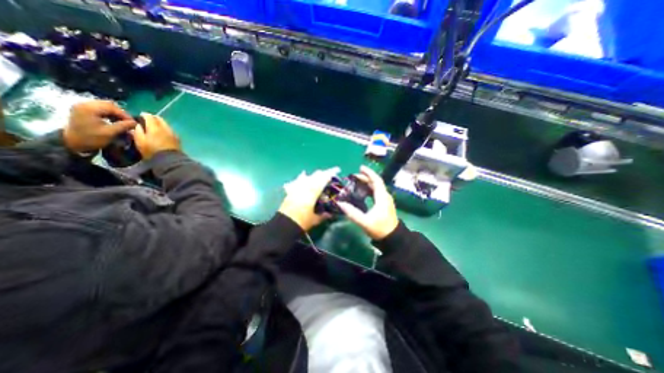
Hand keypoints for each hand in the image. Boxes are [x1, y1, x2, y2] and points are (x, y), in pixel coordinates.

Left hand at [64, 99, 136, 152]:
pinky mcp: (83, 109)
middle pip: (109, 104)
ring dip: (115, 113)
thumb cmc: (91, 138)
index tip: (133, 123)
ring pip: (105, 106)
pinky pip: (100, 108)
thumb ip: (123, 126)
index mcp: (89, 108)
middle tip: (128, 122)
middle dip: (121, 113)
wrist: (72, 142)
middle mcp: (84, 104)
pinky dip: (109, 113)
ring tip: (122, 122)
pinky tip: (113, 120)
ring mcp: (82, 106)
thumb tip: (135, 123)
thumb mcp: (109, 133)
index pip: (113, 107)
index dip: (125, 115)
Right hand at [131, 114, 179, 159]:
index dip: (144, 115)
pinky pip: (171, 130)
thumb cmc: (152, 151)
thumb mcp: (140, 141)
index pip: (150, 116)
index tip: (140, 116)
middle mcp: (165, 128)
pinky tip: (163, 133)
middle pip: (160, 119)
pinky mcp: (178, 139)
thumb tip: (138, 125)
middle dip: (153, 118)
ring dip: (160, 123)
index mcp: (155, 128)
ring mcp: (173, 133)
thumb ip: (138, 131)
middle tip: (148, 120)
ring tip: (155, 127)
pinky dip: (166, 129)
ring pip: (166, 124)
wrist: (170, 160)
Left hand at [279, 168, 338, 231]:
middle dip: (323, 174)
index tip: (336, 170)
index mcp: (312, 193)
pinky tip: (303, 175)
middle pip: (314, 176)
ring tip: (318, 174)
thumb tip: (330, 214)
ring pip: (306, 177)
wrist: (284, 226)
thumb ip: (324, 215)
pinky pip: (297, 181)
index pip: (323, 180)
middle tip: (329, 175)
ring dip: (313, 175)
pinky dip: (301, 178)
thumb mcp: (315, 219)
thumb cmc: (302, 222)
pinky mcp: (290, 192)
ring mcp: (296, 189)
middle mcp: (304, 188)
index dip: (330, 174)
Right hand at [339, 166, 398, 241]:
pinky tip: (361, 192)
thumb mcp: (364, 222)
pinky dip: (369, 190)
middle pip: (375, 183)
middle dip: (365, 178)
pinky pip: (376, 193)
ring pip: (376, 188)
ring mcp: (385, 200)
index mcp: (382, 198)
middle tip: (353, 176)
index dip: (369, 173)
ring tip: (356, 182)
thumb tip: (340, 203)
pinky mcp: (384, 204)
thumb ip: (352, 213)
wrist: (393, 238)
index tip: (360, 168)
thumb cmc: (380, 229)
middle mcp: (385, 196)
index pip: (376, 181)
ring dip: (367, 183)